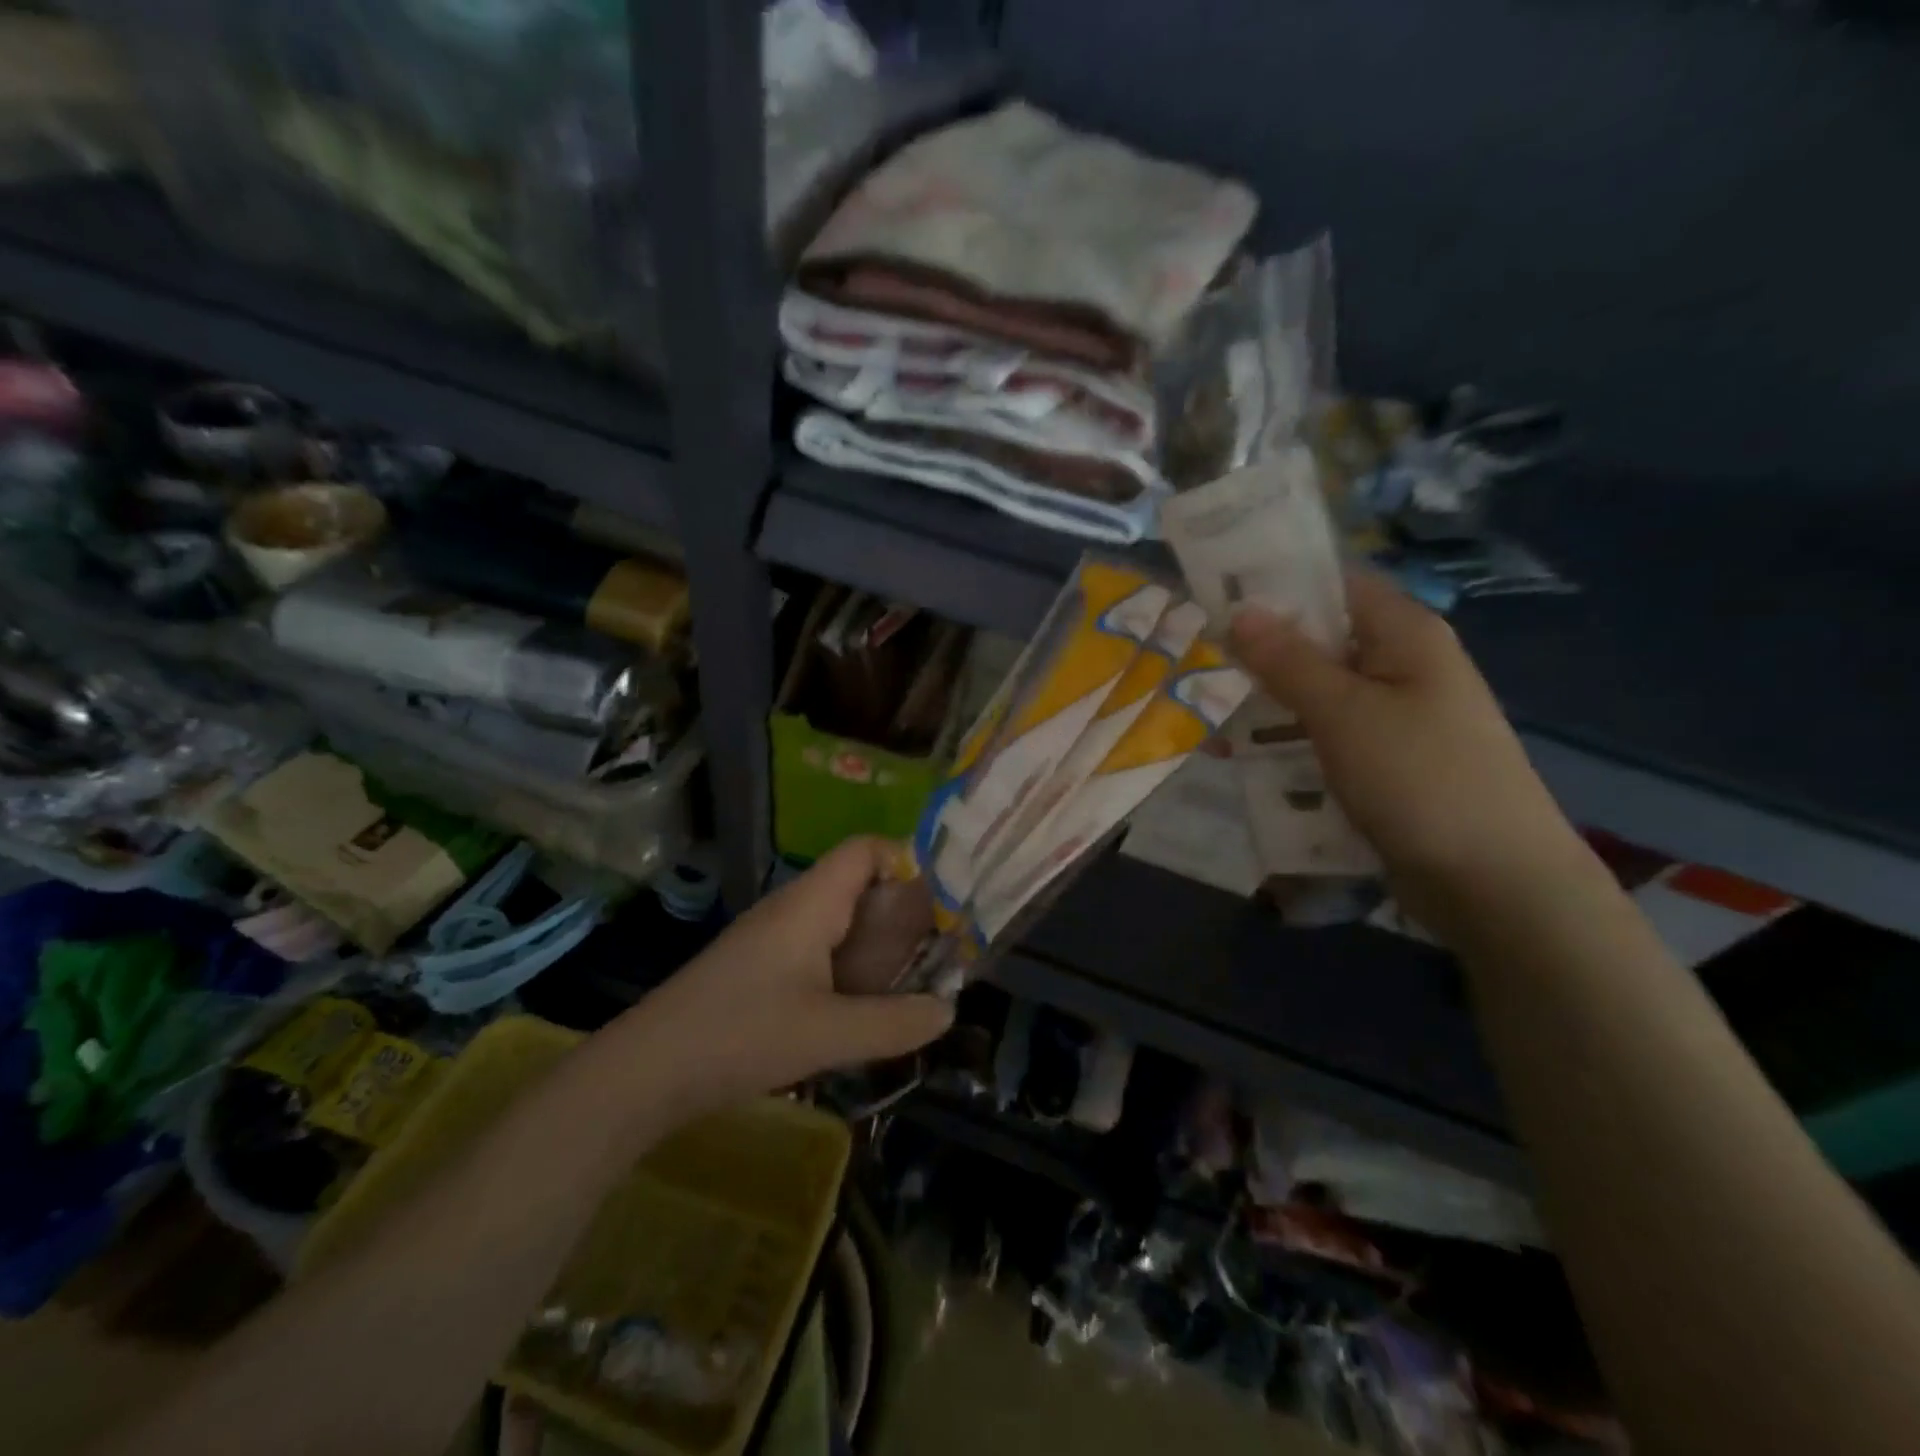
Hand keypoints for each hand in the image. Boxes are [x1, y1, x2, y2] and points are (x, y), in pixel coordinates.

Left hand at [630, 838, 953, 1116]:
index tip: (942, 903)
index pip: (866, 849)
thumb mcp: (828, 1033)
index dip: (907, 862)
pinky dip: (848, 965)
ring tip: (910, 979)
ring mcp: (772, 937)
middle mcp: (793, 908)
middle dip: (901, 911)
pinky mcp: (758, 966)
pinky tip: (859, 1005)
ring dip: (875, 943)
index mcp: (811, 903)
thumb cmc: (741, 1034)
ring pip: (838, 920)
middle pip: (857, 884)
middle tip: (939, 949)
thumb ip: (895, 1022)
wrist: (647, 1069)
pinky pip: (817, 948)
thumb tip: (948, 1010)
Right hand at [1229, 573, 1587, 919]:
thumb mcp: (1343, 712)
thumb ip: (1287, 660)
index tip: (1214, 599)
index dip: (1275, 586)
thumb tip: (1240, 610)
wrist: (1493, 883)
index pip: (1332, 585)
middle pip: (1319, 643)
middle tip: (1197, 662)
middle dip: (1259, 653)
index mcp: (1404, 635)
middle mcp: (1402, 667)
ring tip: (1206, 713)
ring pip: (1317, 695)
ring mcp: (1395, 719)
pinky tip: (1242, 759)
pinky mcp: (1385, 764)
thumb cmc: (1419, 778)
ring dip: (1267, 703)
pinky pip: (1325, 738)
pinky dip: (1287, 742)